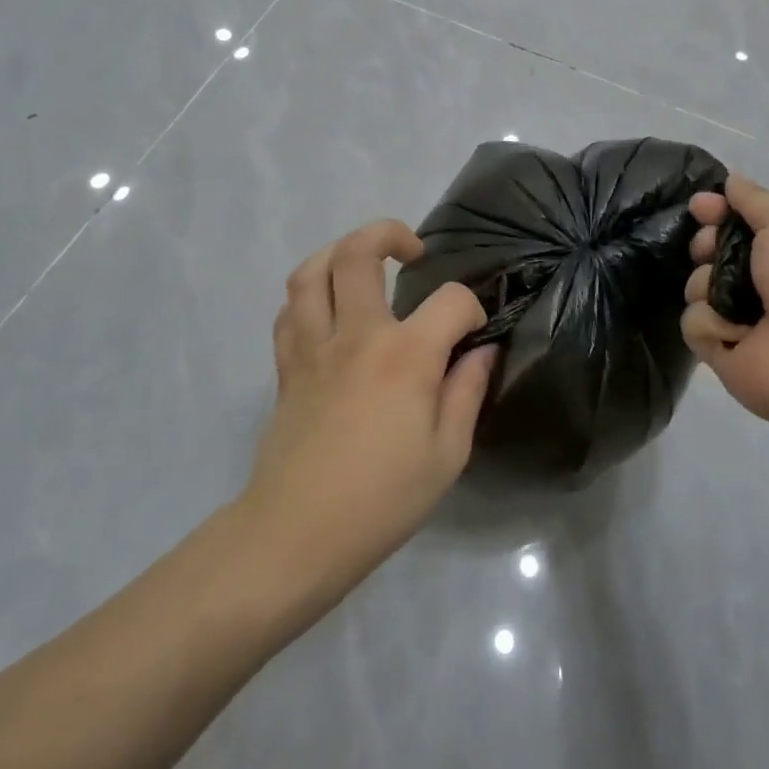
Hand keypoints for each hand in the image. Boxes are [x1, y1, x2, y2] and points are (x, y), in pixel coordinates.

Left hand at [241, 219, 495, 607]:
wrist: (297, 534)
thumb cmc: (382, 499)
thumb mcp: (447, 455)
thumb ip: (467, 392)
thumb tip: (482, 351)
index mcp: (405, 356)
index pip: (450, 301)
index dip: (472, 308)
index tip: (474, 333)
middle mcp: (356, 335)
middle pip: (359, 253)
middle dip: (389, 234)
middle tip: (411, 251)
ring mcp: (313, 346)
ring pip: (311, 270)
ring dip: (339, 251)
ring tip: (363, 263)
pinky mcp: (286, 366)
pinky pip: (289, 310)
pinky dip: (309, 295)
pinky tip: (328, 310)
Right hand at [680, 176, 768, 426]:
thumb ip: (756, 200)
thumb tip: (731, 181)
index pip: (738, 224)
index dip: (716, 211)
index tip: (699, 206)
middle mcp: (762, 284)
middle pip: (710, 253)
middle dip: (705, 246)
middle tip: (710, 250)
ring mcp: (739, 320)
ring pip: (695, 287)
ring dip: (707, 286)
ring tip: (731, 301)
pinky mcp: (720, 351)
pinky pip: (693, 324)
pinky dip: (711, 324)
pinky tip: (737, 333)